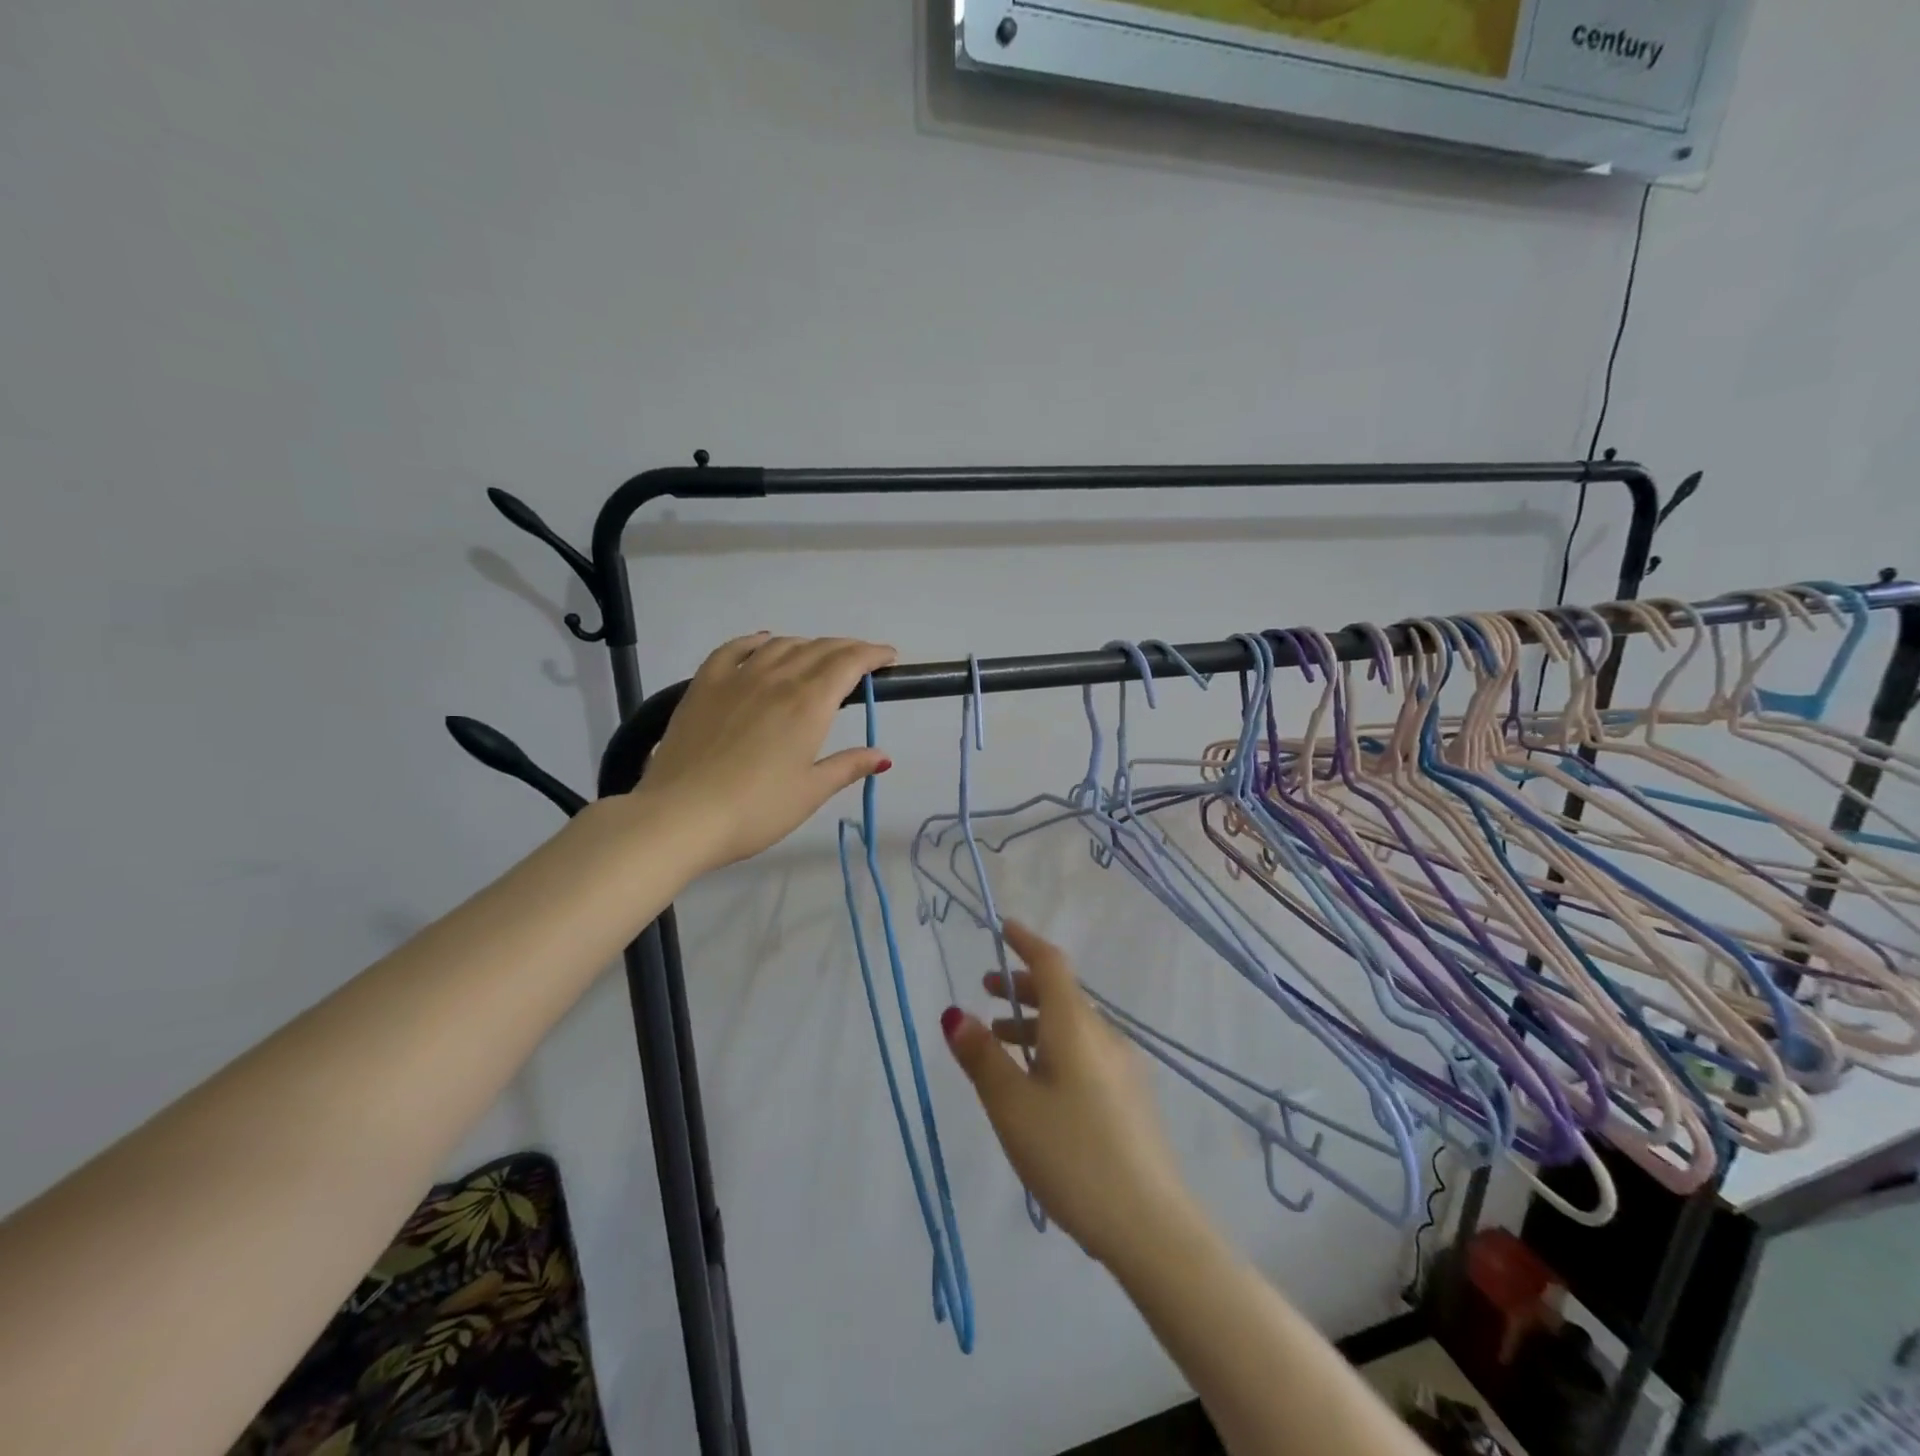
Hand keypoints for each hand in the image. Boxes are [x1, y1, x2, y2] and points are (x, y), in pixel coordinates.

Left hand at [634, 633, 897, 872]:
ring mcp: (737, 678)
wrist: (681, 816)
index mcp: (809, 704)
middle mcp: (776, 680)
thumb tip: (883, 756)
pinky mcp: (704, 685)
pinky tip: (764, 642)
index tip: (888, 657)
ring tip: (819, 657)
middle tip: (862, 659)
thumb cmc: (755, 810)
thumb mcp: (810, 792)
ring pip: (781, 645)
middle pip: (819, 649)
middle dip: (847, 649)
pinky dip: (756, 641)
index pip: (849, 663)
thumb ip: (848, 766)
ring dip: (808, 645)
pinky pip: (734, 649)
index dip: (872, 654)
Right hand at [942, 922, 1199, 1267]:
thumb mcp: (1013, 1107)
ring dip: (1036, 1023)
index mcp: (1075, 1026)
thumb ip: (982, 1058)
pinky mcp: (1131, 1098)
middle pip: (1062, 994)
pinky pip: (1086, 1053)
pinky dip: (1055, 1049)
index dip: (1025, 941)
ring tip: (1002, 1044)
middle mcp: (1104, 1035)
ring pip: (1073, 1027)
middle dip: (1023, 987)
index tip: (1002, 928)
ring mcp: (1123, 1067)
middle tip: (988, 993)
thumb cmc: (1072, 1155)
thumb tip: (955, 1013)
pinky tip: (1040, 1086)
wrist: (1151, 1225)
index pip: (1050, 964)